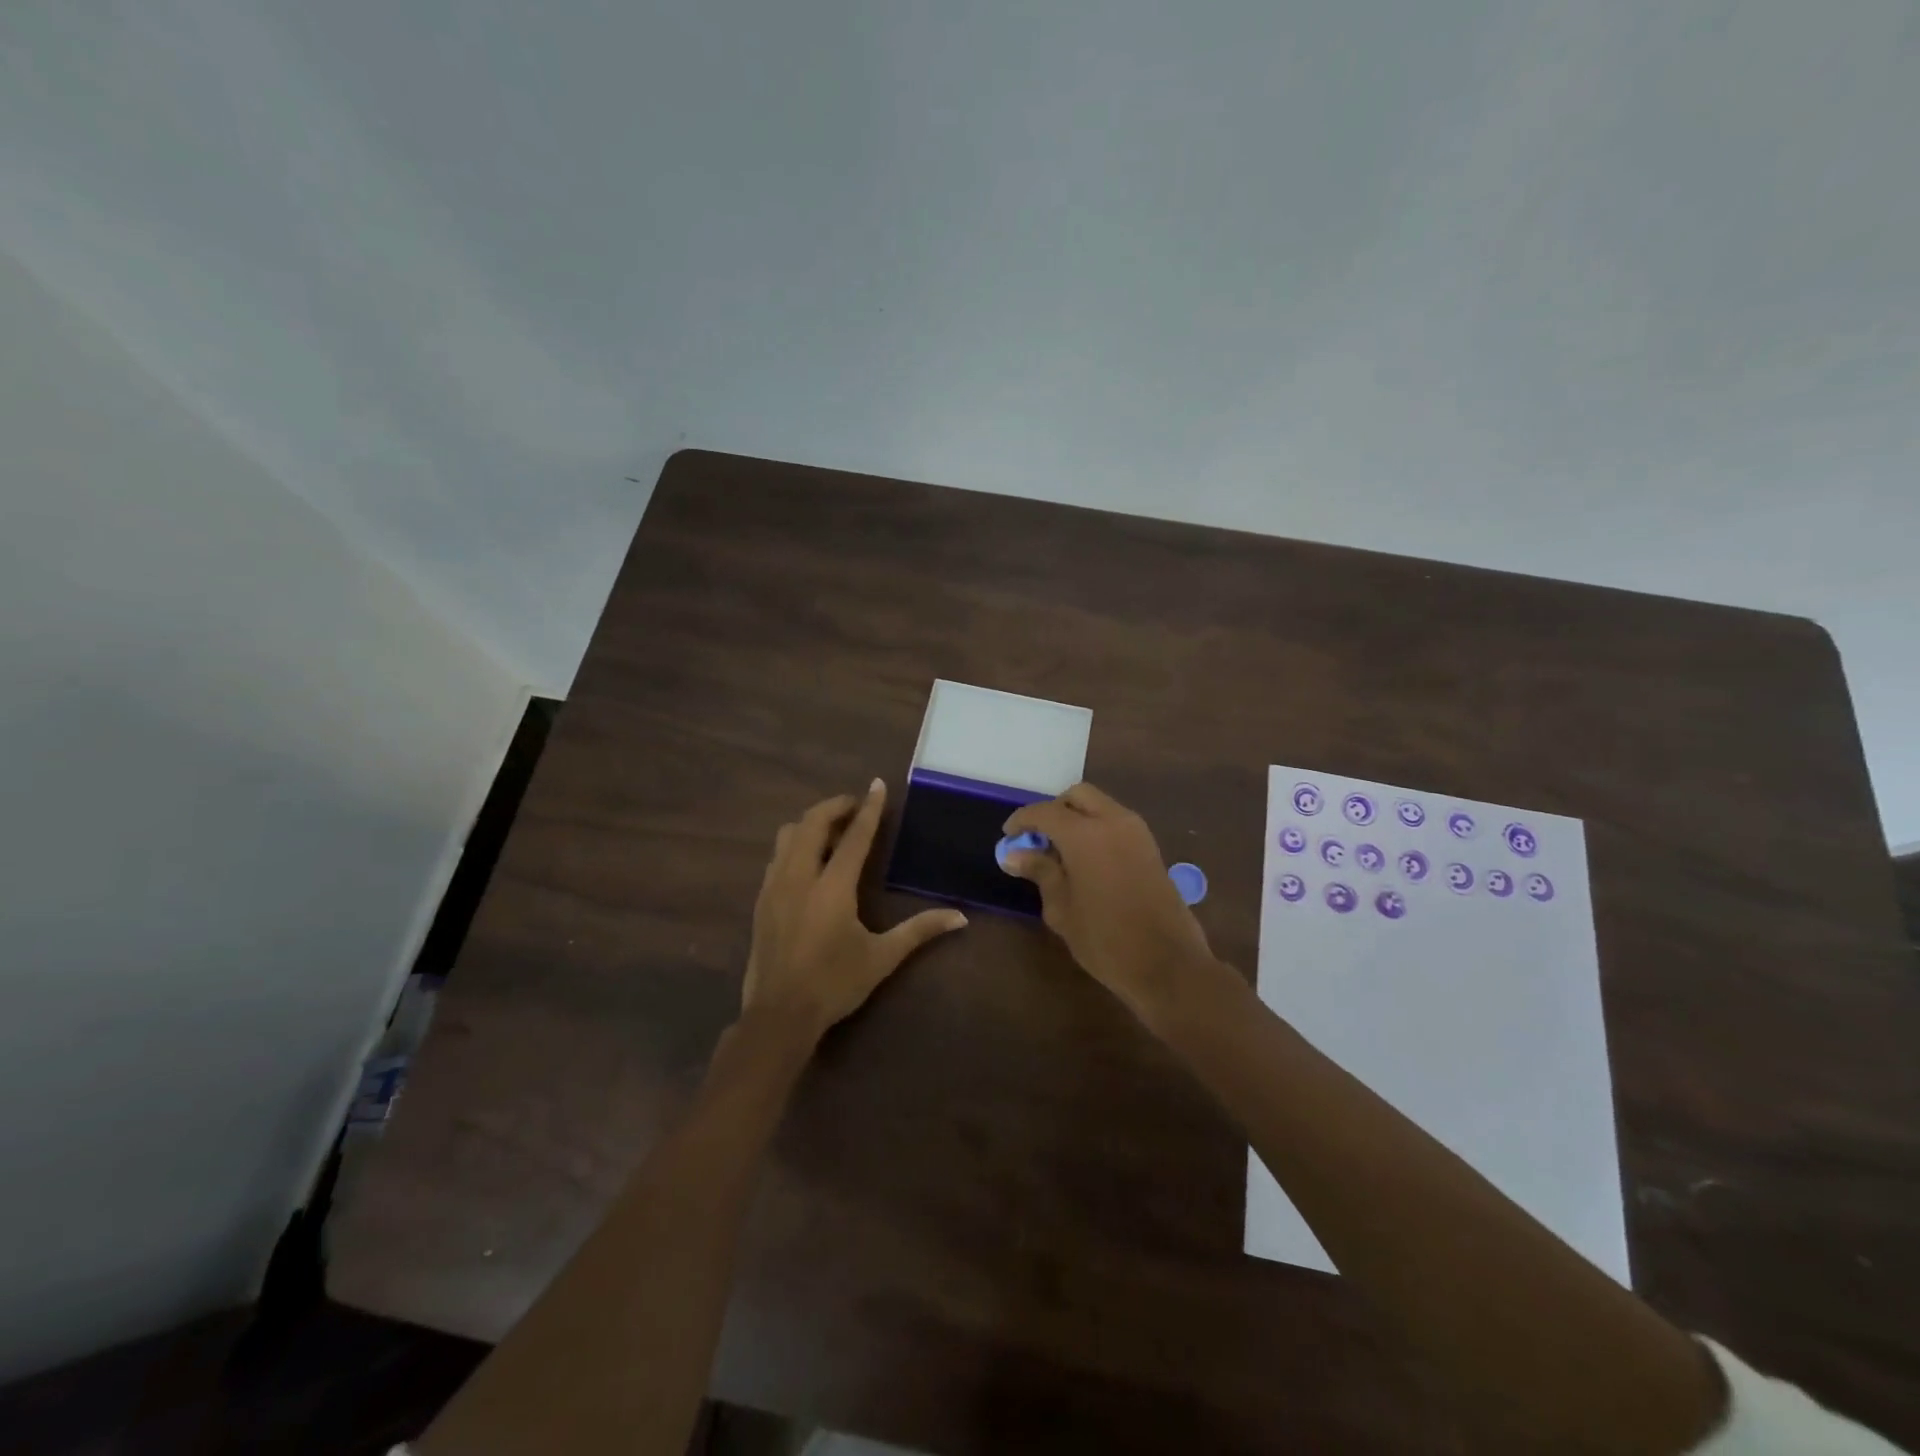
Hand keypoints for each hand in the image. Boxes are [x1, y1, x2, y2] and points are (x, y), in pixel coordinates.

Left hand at [743, 779, 967, 1040]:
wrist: (778, 1015)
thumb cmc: (834, 985)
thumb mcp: (881, 958)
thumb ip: (919, 931)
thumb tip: (960, 917)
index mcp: (833, 888)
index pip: (854, 837)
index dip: (869, 809)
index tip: (877, 785)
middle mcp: (800, 877)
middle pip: (811, 823)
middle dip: (834, 807)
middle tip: (855, 807)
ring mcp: (775, 887)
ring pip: (788, 836)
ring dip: (811, 824)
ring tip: (832, 831)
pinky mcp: (762, 900)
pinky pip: (777, 856)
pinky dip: (796, 844)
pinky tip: (809, 860)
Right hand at [1001, 783, 1217, 1023]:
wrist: (1168, 964)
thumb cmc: (1105, 940)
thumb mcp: (1062, 909)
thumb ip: (1040, 872)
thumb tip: (1014, 854)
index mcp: (1086, 835)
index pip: (1045, 812)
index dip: (1022, 820)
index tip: (1008, 836)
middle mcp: (1113, 821)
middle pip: (1077, 796)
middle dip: (1054, 810)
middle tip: (1037, 839)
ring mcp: (1137, 832)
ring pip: (1099, 806)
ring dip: (1076, 818)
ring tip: (1059, 853)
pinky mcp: (1150, 847)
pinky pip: (1116, 822)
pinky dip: (1096, 828)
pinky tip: (1084, 860)